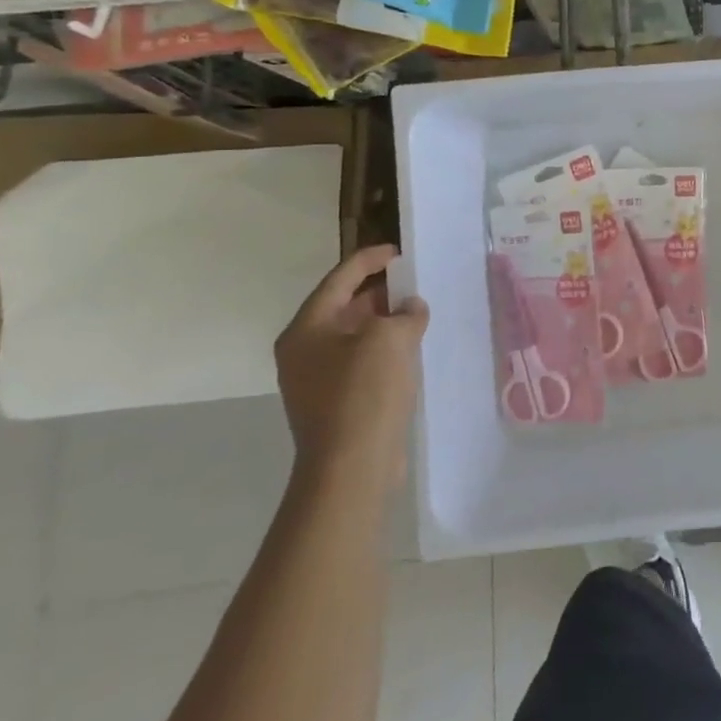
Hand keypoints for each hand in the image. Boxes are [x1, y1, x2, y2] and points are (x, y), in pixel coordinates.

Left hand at [275, 245, 428, 493]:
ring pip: (354, 337)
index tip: (399, 253)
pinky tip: (411, 351)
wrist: (351, 467)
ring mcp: (316, 381)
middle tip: (413, 282)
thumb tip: (410, 309)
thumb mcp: (390, 338)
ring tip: (418, 314)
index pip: (339, 279)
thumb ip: (404, 313)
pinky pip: (360, 363)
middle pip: (343, 307)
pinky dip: (384, 350)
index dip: (369, 260)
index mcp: (306, 329)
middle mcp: (303, 352)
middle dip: (378, 293)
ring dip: (384, 323)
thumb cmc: (364, 392)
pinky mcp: (335, 404)